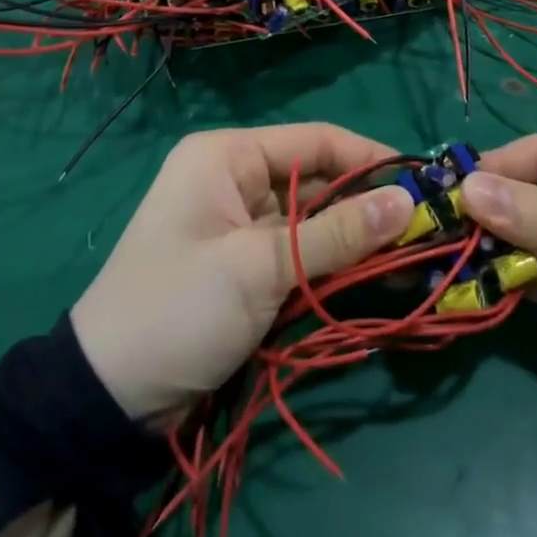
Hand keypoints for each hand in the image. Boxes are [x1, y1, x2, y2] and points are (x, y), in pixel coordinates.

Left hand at [70, 125, 412, 422]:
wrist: (108, 396)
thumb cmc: (179, 308)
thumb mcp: (261, 267)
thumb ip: (337, 234)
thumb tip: (408, 202)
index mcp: (228, 156)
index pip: (316, 140)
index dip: (371, 158)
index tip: (424, 183)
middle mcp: (236, 179)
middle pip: (318, 180)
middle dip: (369, 205)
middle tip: (428, 230)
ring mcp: (241, 225)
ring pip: (314, 220)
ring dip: (357, 239)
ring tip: (415, 257)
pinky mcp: (246, 265)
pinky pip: (301, 253)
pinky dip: (334, 265)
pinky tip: (378, 277)